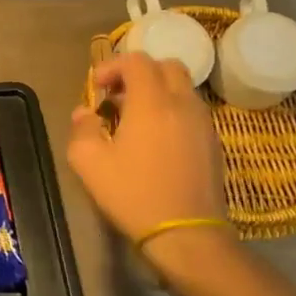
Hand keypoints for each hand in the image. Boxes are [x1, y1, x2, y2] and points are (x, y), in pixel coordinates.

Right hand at [68, 54, 229, 270]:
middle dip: (139, 73)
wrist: (186, 234)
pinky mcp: (213, 142)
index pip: (137, 61)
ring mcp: (203, 123)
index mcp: (152, 102)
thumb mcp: (89, 163)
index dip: (112, 66)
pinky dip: (172, 110)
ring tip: (135, 119)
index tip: (96, 88)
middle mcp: (182, 104)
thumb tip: (85, 113)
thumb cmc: (133, 194)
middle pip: (166, 66)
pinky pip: (191, 110)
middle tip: (117, 96)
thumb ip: (82, 129)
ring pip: (182, 88)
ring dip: (157, 91)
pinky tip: (156, 140)